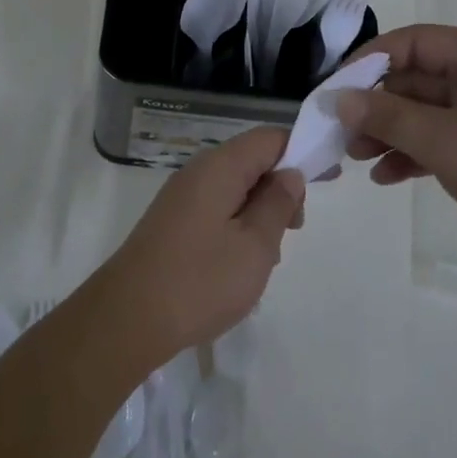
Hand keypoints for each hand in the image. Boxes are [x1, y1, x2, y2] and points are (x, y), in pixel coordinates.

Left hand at [97, 128, 304, 365]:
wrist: (127, 319)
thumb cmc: (200, 281)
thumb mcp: (255, 245)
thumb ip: (278, 204)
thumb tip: (290, 174)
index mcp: (219, 167)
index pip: (269, 138)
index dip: (303, 151)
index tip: (329, 179)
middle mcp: (197, 172)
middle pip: (251, 160)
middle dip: (281, 187)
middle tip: (297, 227)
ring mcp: (181, 198)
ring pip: (234, 188)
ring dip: (260, 211)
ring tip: (270, 253)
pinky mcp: (172, 223)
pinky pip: (216, 209)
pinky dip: (238, 225)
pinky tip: (242, 263)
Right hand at [337, 24, 456, 266]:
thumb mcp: (440, 139)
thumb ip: (386, 115)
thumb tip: (339, 99)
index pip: (414, 41)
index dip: (370, 59)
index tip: (337, 86)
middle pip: (416, 78)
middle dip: (376, 106)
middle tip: (342, 131)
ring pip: (425, 111)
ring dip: (389, 132)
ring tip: (356, 159)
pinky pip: (441, 136)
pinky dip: (413, 151)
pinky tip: (386, 176)